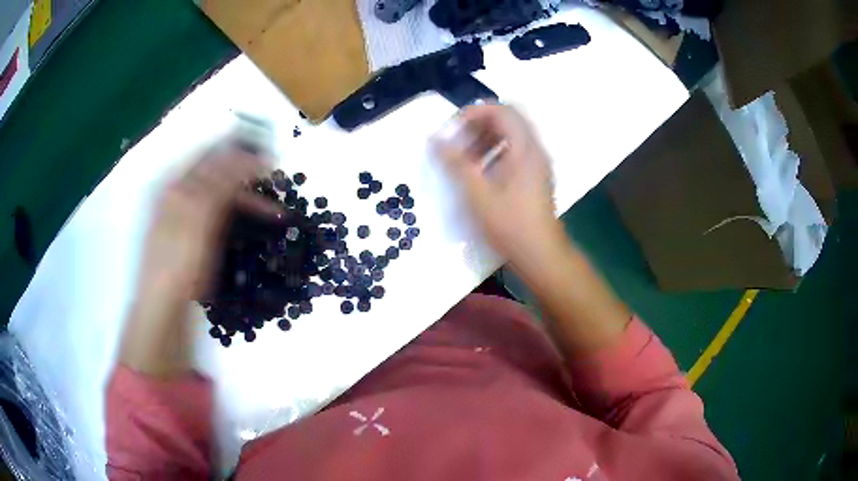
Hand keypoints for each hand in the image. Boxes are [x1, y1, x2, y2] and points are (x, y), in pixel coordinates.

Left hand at [121, 142, 281, 375]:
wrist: (163, 308)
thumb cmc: (178, 261)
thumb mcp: (199, 217)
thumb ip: (221, 183)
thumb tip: (250, 154)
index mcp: (174, 184)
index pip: (211, 154)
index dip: (240, 152)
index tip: (270, 160)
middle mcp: (177, 195)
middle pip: (216, 174)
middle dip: (247, 178)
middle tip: (276, 185)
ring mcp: (183, 217)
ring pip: (219, 197)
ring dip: (246, 200)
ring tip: (273, 213)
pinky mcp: (191, 238)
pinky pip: (217, 217)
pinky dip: (236, 219)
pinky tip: (251, 227)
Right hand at [433, 104, 564, 268]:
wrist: (540, 254)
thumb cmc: (510, 224)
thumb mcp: (477, 193)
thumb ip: (454, 162)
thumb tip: (434, 139)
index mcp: (525, 148)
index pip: (501, 110)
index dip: (474, 112)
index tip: (453, 128)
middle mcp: (534, 149)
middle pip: (507, 121)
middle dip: (478, 126)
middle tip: (456, 142)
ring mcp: (537, 163)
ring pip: (510, 137)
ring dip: (485, 140)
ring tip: (463, 159)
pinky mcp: (535, 177)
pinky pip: (514, 152)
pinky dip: (494, 153)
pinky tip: (479, 173)